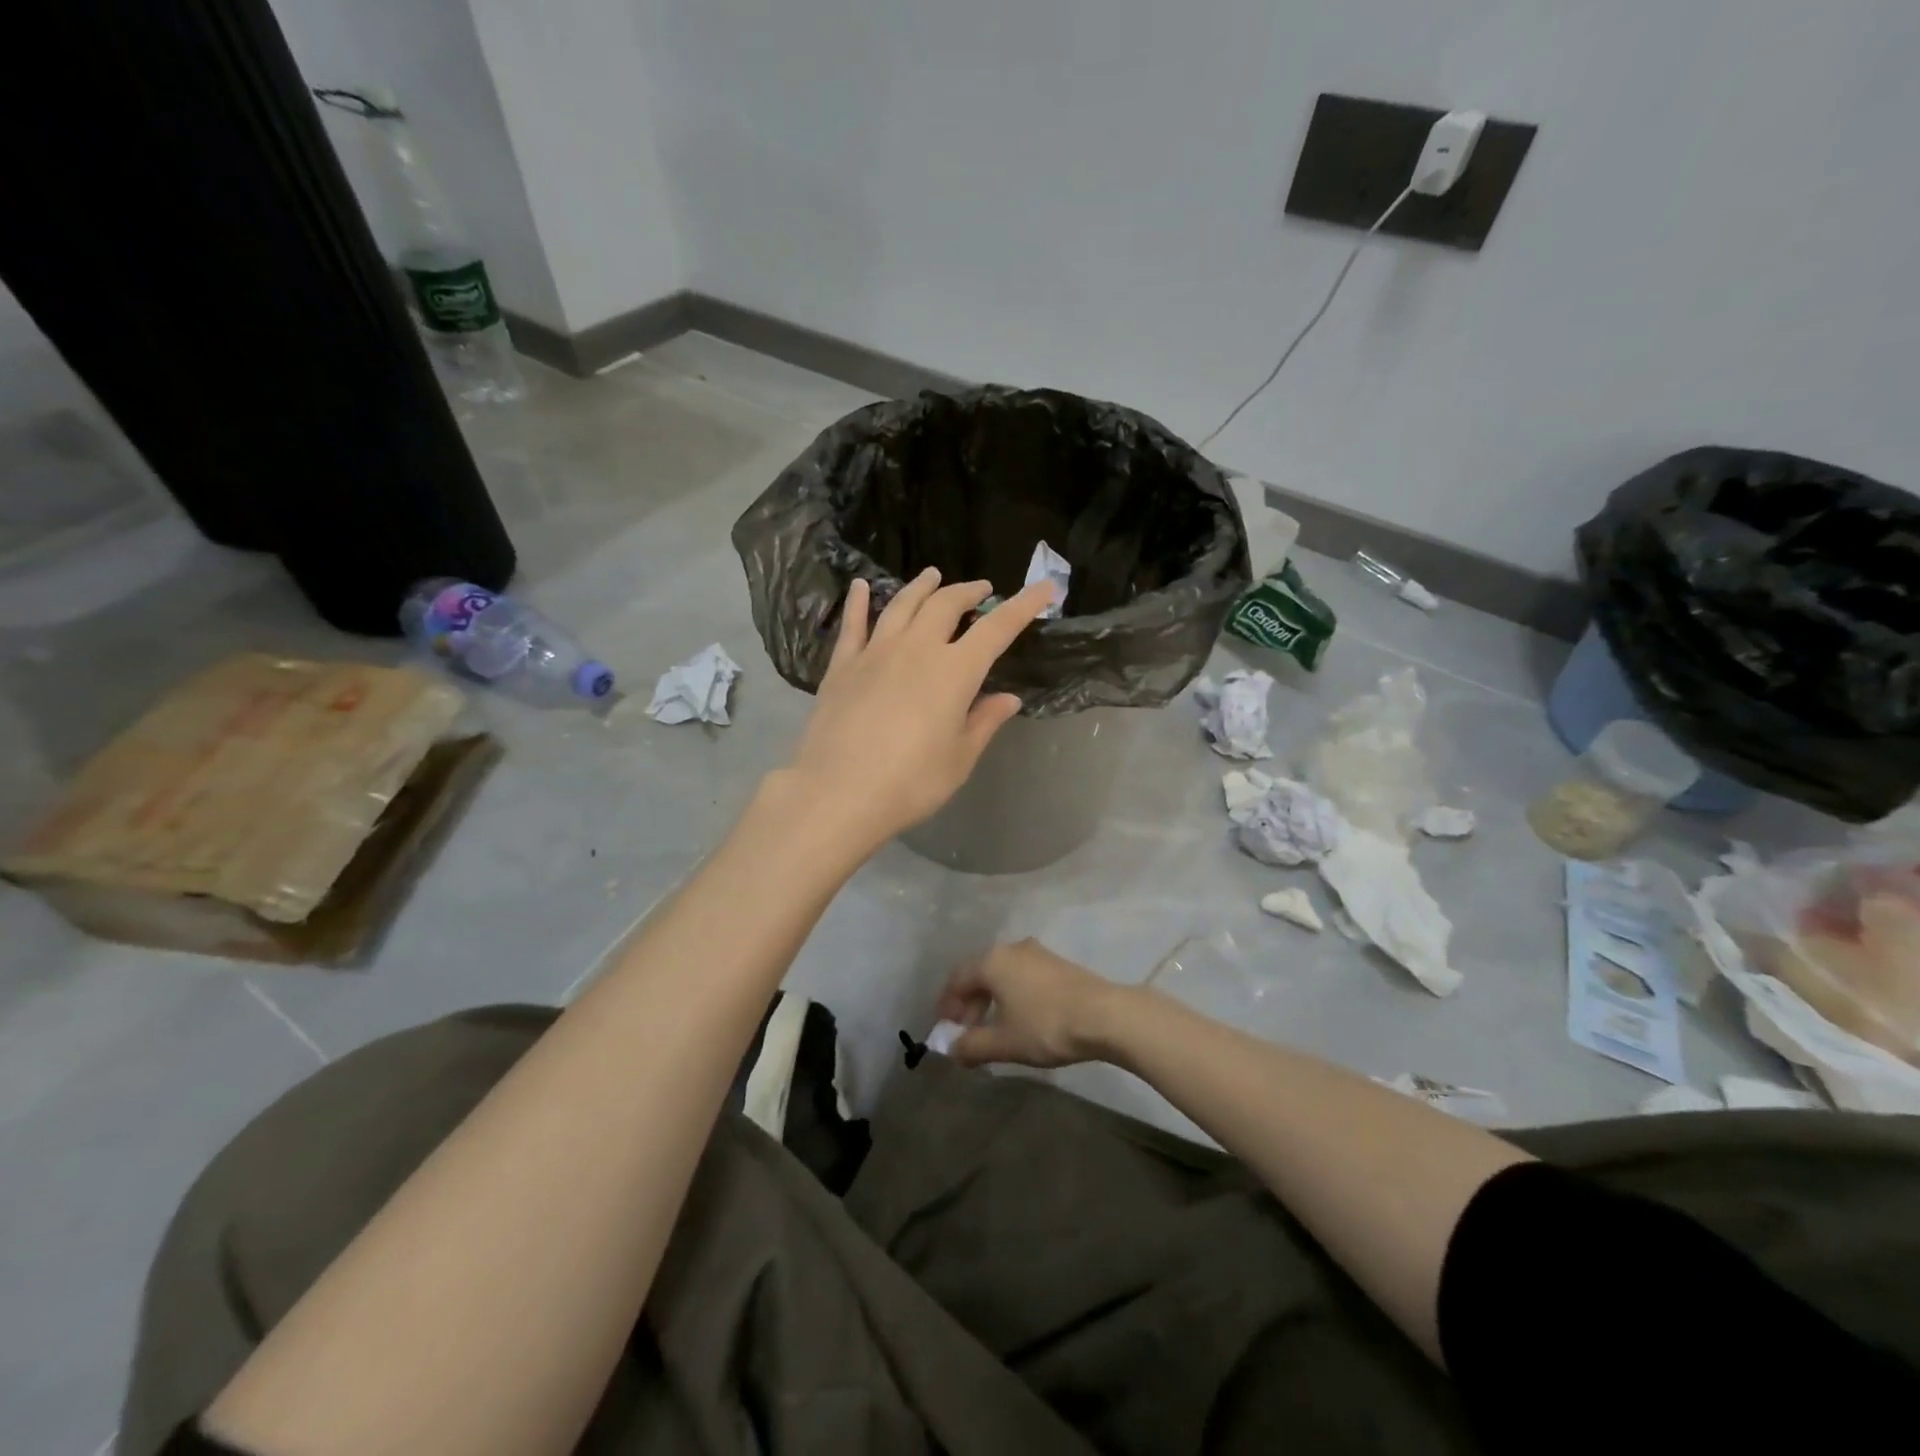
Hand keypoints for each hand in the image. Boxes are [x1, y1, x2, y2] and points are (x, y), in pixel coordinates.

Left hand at [783, 570, 1053, 850]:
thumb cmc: (911, 782)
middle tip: (982, 589)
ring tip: (933, 576)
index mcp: (954, 671)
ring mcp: (875, 653)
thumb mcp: (959, 758)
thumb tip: (1008, 698)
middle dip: (969, 592)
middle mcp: (916, 649)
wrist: (838, 792)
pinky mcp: (842, 666)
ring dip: (922, 587)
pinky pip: (853, 625)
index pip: (997, 628)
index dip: (1023, 605)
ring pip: (902, 605)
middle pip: (945, 605)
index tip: (1046, 587)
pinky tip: (861, 587)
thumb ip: (984, 722)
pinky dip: (859, 602)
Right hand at [934, 939, 1126, 1068]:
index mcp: (992, 961)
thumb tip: (951, 1048)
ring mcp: (1037, 953)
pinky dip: (1012, 995)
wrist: (1105, 1015)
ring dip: (991, 1001)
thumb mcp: (1004, 1042)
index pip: (957, 979)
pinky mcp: (1057, 964)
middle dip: (969, 1005)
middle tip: (967, 1034)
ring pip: (1002, 975)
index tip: (945, 1030)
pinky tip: (1020, 1019)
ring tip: (993, 1030)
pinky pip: (1022, 976)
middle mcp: (1011, 948)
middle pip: (979, 974)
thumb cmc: (1046, 1026)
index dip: (947, 1005)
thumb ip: (971, 1045)